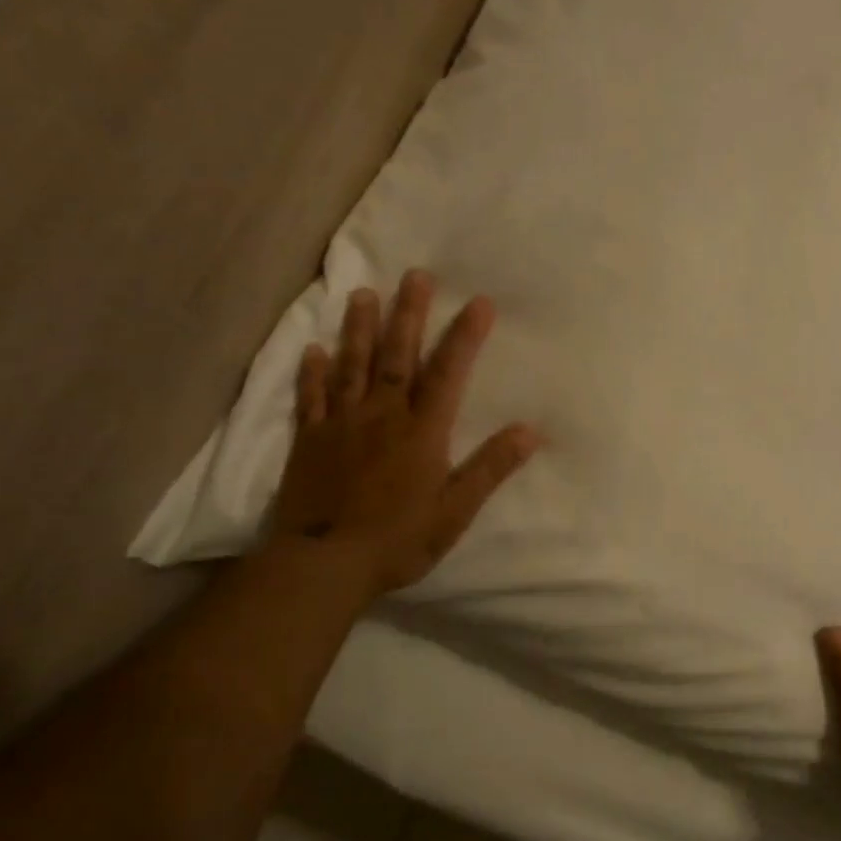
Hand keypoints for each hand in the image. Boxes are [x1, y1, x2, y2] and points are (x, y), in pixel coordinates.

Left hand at [269, 269, 539, 602]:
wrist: (323, 565)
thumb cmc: (398, 539)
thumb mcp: (456, 510)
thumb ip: (491, 468)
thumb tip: (531, 431)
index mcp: (421, 431)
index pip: (448, 373)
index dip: (464, 336)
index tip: (479, 302)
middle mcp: (382, 416)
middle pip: (396, 356)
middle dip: (409, 314)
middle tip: (415, 275)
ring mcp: (341, 425)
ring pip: (351, 366)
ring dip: (358, 329)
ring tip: (362, 294)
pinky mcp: (309, 441)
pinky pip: (310, 399)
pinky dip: (311, 373)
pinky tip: (311, 350)